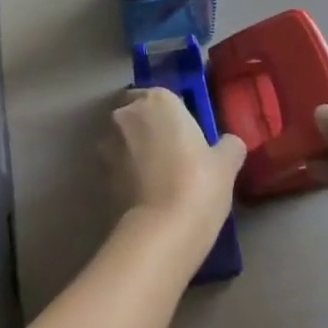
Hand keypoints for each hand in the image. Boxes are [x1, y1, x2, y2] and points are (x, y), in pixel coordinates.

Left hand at [105, 87, 244, 257]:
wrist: (162, 231)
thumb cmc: (198, 183)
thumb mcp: (226, 163)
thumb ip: (228, 145)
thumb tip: (230, 144)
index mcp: (159, 99)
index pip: (161, 96)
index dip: (171, 115)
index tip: (183, 134)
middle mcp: (128, 113)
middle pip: (136, 113)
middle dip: (147, 128)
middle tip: (169, 153)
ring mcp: (108, 143)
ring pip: (122, 139)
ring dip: (132, 150)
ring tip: (154, 177)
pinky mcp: (98, 174)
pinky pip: (115, 166)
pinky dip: (124, 174)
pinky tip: (143, 194)